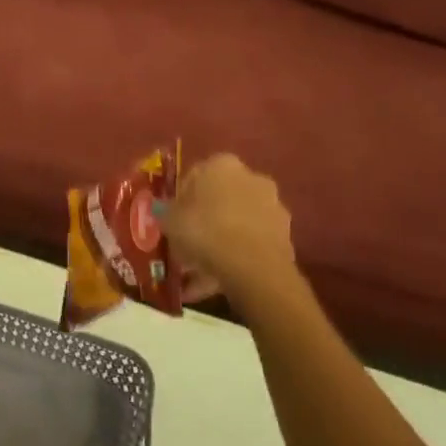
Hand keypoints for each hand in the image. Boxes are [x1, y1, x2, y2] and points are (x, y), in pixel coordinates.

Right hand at [163, 155, 298, 307]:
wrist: (253, 266)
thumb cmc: (204, 230)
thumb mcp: (169, 220)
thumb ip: (164, 212)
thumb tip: (160, 208)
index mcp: (222, 164)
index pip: (195, 175)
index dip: (181, 199)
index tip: (172, 219)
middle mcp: (252, 177)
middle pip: (220, 198)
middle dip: (205, 219)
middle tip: (186, 243)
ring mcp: (272, 207)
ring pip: (237, 223)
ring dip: (221, 241)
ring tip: (199, 271)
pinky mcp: (285, 236)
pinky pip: (251, 244)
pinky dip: (236, 258)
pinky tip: (217, 281)